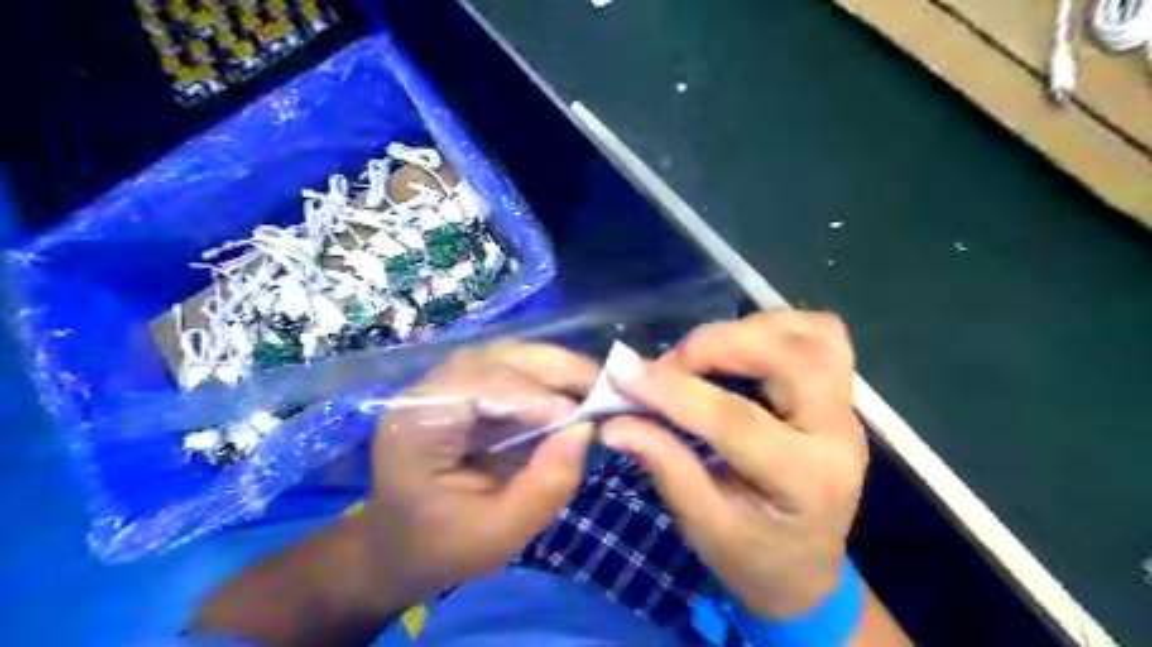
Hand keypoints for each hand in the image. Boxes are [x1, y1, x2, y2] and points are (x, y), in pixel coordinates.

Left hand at [363, 345, 598, 600]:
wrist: (400, 545)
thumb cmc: (440, 546)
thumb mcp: (496, 536)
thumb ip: (542, 488)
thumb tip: (584, 431)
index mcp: (417, 424)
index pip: (479, 387)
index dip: (534, 397)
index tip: (583, 419)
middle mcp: (427, 390)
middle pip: (498, 359)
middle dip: (556, 371)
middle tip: (606, 390)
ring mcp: (446, 382)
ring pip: (510, 356)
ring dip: (557, 369)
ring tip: (597, 390)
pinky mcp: (466, 387)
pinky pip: (512, 369)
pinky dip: (549, 378)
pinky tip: (574, 394)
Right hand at [603, 312, 862, 617]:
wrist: (804, 570)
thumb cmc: (753, 557)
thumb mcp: (703, 526)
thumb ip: (664, 466)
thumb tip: (615, 421)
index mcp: (805, 481)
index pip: (736, 420)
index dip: (674, 392)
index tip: (623, 374)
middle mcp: (839, 434)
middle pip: (790, 357)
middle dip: (718, 346)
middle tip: (671, 365)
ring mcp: (847, 407)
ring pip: (813, 333)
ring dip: (748, 330)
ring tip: (702, 355)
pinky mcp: (840, 392)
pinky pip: (819, 334)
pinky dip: (774, 328)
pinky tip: (738, 348)